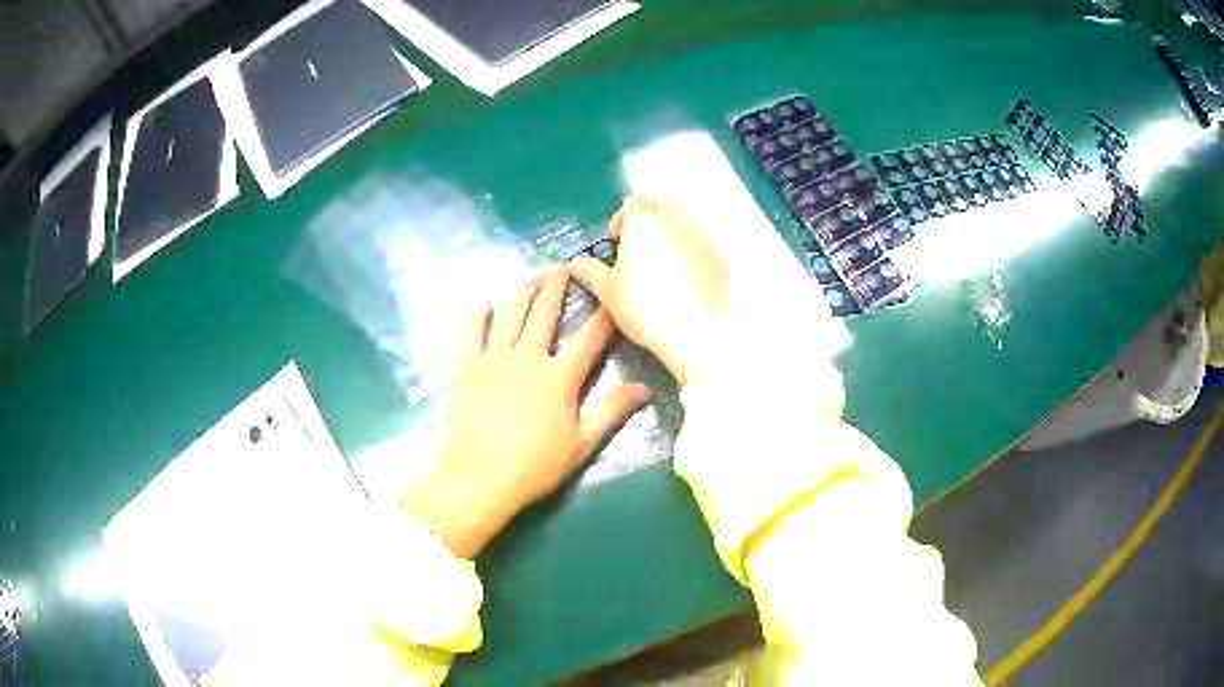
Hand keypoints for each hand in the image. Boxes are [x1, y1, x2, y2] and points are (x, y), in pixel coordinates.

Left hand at [403, 265, 650, 558]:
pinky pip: (472, 329)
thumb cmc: (534, 466)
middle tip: (565, 265)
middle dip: (558, 286)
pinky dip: (479, 312)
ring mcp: (494, 358)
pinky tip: (486, 302)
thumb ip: (612, 411)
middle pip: (546, 312)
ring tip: (533, 274)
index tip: (612, 293)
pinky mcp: (467, 365)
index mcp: (559, 377)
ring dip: (524, 289)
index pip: (589, 337)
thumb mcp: (582, 443)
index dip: (603, 313)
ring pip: (511, 312)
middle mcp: (528, 356)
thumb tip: (646, 388)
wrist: (478, 477)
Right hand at [571, 196, 729, 385]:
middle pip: (661, 206)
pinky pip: (700, 244)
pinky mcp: (720, 257)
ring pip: (684, 223)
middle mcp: (675, 220)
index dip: (621, 219)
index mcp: (645, 220)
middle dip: (649, 221)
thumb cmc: (645, 305)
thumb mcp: (608, 291)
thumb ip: (591, 272)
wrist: (698, 329)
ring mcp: (701, 237)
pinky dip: (690, 252)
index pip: (632, 203)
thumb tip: (576, 264)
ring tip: (661, 264)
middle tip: (638, 248)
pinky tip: (683, 279)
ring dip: (671, 234)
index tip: (615, 241)